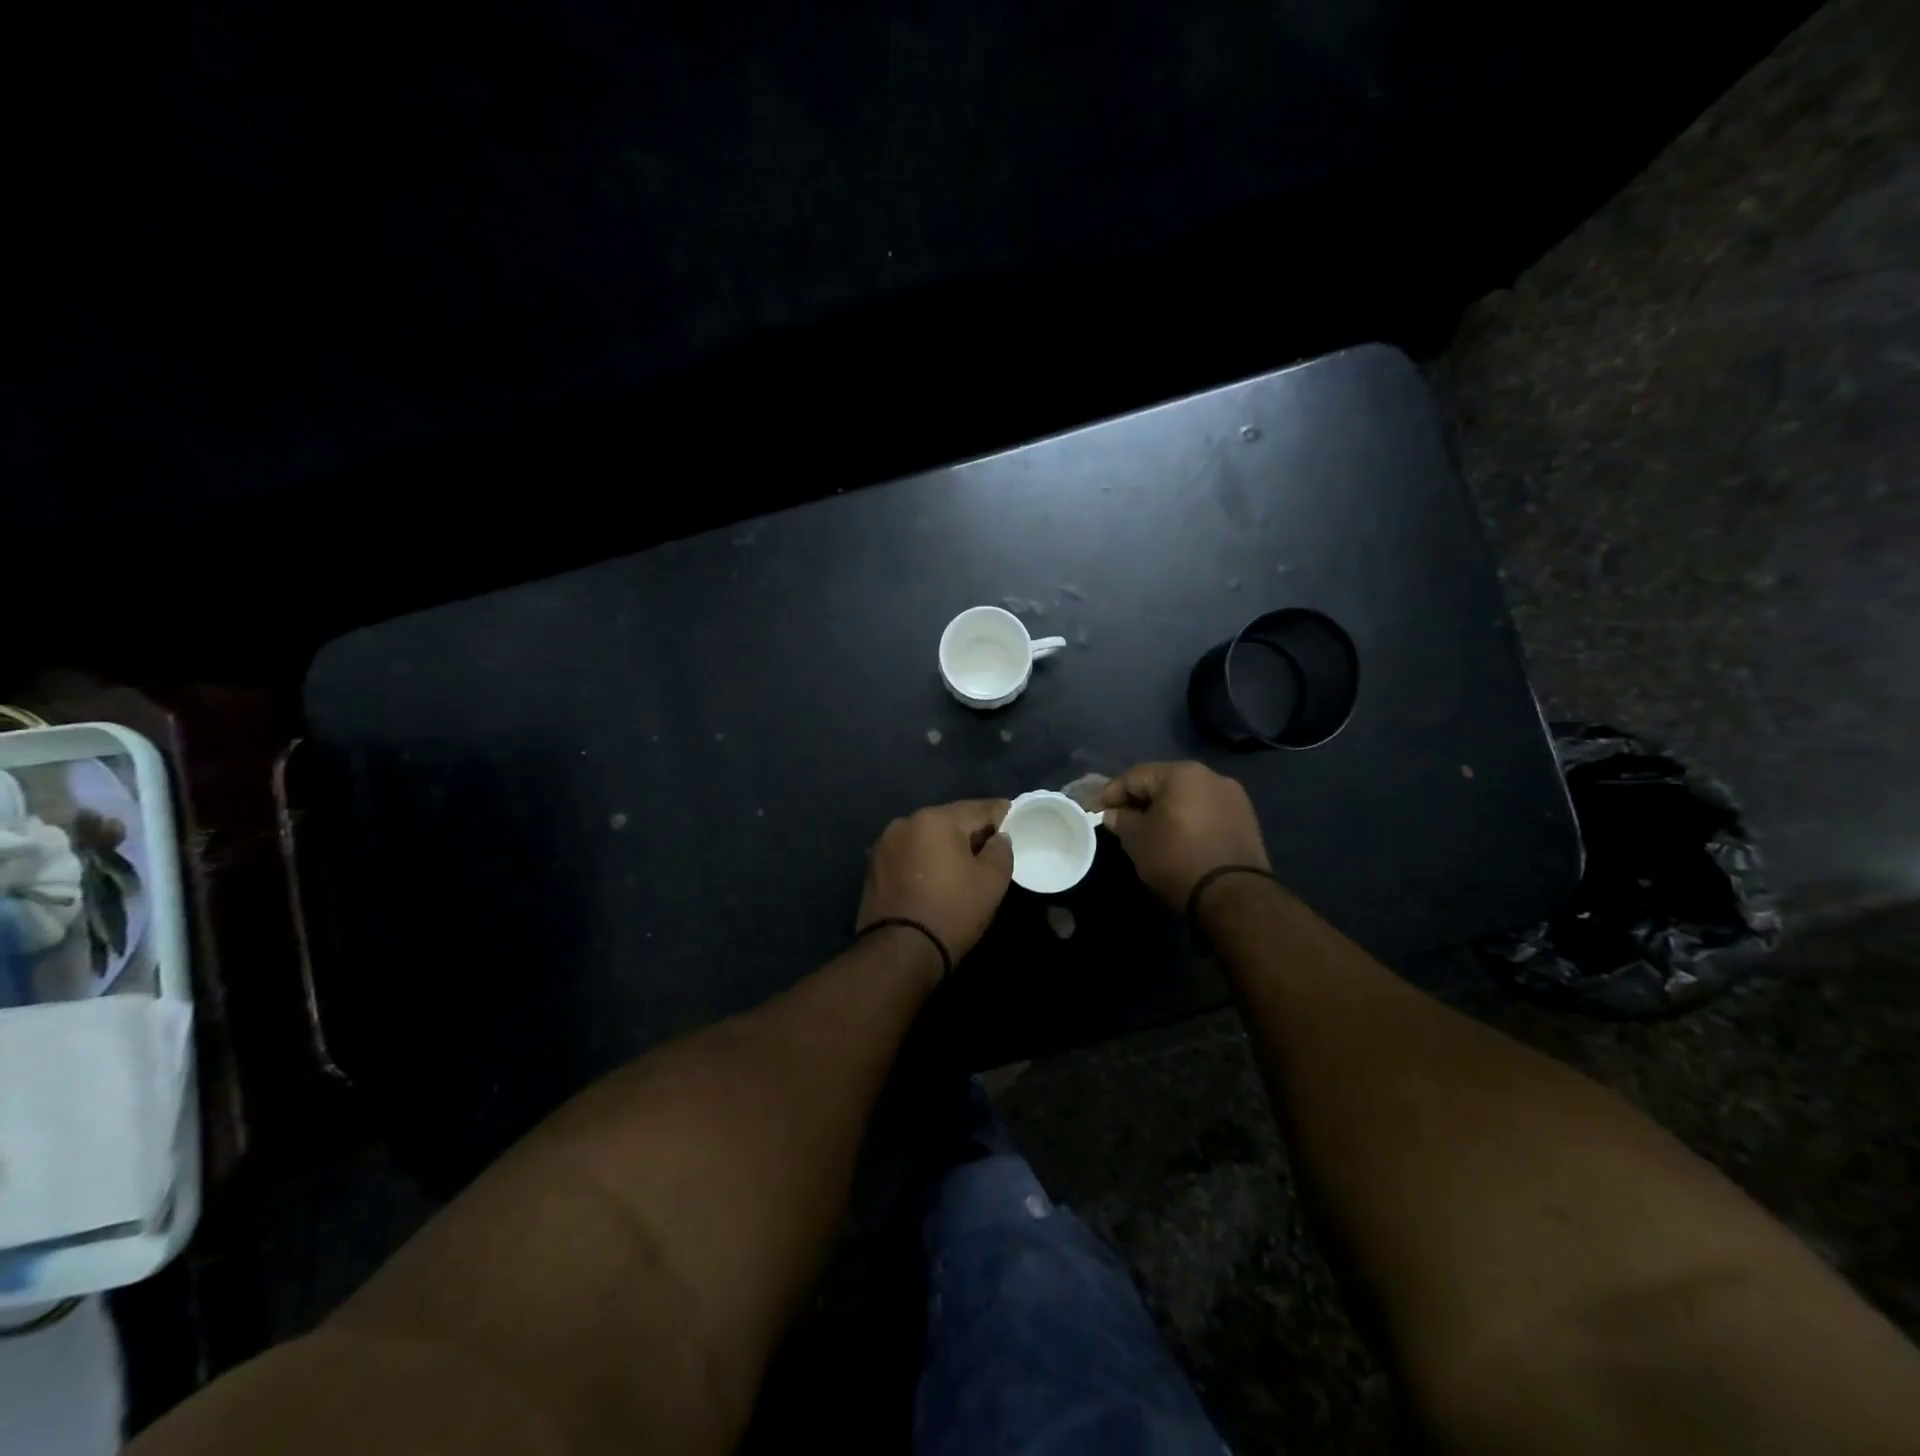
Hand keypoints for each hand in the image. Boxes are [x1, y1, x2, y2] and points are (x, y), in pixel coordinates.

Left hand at [857, 799, 1014, 967]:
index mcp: (935, 818)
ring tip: (961, 864)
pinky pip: (909, 854)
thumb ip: (1001, 849)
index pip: (978, 808)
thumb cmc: (952, 911)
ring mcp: (884, 844)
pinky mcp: (873, 867)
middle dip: (971, 831)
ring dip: (944, 846)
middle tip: (991, 846)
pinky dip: (924, 860)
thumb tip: (999, 837)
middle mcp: (905, 822)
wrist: (900, 952)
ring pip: (926, 837)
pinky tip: (935, 877)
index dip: (1000, 814)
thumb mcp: (992, 880)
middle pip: (949, 820)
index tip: (1014, 818)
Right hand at [1100, 762, 1269, 909]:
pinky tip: (1177, 837)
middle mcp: (1211, 775)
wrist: (1233, 895)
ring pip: (1187, 796)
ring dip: (1165, 809)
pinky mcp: (1246, 818)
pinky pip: (1206, 810)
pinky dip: (1188, 818)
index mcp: (1182, 773)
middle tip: (1120, 819)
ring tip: (1149, 829)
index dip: (1111, 793)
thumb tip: (1113, 814)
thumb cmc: (1177, 859)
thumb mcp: (1137, 840)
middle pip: (1163, 782)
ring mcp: (1233, 796)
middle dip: (1139, 799)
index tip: (1096, 810)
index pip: (1135, 775)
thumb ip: (1121, 820)